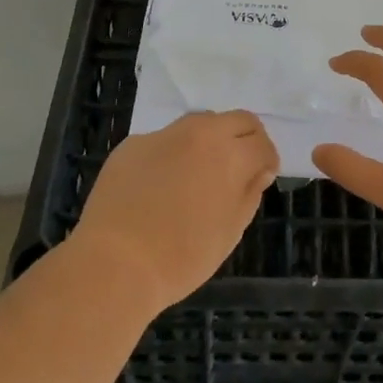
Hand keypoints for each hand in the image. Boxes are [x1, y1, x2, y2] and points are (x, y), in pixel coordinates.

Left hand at [72, 110, 277, 310]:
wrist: (114, 263)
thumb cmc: (182, 256)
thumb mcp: (229, 232)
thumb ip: (249, 194)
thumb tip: (258, 171)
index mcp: (230, 155)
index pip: (262, 142)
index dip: (267, 160)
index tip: (262, 177)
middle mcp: (200, 133)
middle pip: (237, 119)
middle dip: (245, 139)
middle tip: (239, 168)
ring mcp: (163, 135)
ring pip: (199, 123)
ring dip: (210, 140)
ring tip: (199, 173)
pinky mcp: (133, 144)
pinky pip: (164, 141)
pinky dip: (172, 154)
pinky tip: (159, 186)